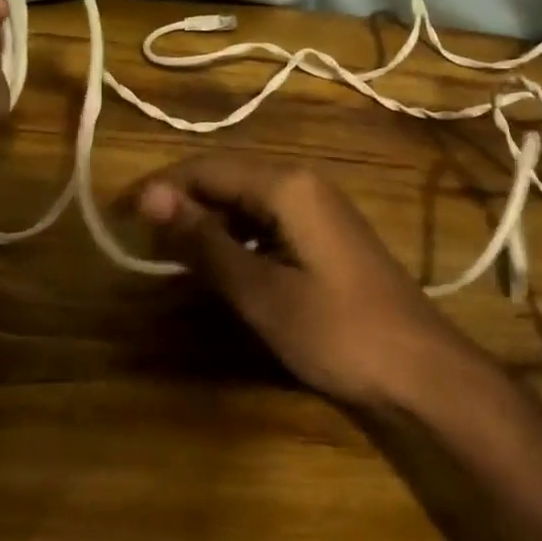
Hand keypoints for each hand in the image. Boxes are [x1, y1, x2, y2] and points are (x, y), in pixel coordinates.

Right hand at [134, 155, 473, 408]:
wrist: (421, 372)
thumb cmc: (338, 332)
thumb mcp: (261, 292)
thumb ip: (204, 242)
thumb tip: (149, 198)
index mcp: (288, 184)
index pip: (207, 168)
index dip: (161, 188)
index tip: (119, 216)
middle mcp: (304, 182)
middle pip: (227, 177)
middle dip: (182, 202)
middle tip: (140, 239)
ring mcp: (319, 208)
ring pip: (247, 199)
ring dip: (208, 220)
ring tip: (171, 254)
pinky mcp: (326, 234)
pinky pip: (269, 220)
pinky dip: (237, 237)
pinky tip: (222, 265)